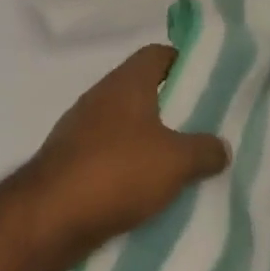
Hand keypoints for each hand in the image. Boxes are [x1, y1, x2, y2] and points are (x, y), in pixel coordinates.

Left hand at [17, 44, 229, 270]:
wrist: (48, 216)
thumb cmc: (116, 172)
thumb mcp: (175, 162)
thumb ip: (204, 150)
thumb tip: (221, 147)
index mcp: (126, 83)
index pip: (158, 54)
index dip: (183, 62)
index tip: (208, 82)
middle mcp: (102, 97)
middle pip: (144, 91)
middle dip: (174, 108)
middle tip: (205, 127)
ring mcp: (82, 129)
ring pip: (128, 126)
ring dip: (152, 142)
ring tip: (184, 163)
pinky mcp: (72, 161)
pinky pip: (111, 156)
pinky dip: (130, 168)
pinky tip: (151, 192)